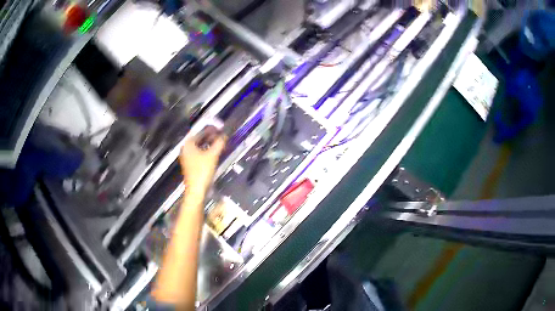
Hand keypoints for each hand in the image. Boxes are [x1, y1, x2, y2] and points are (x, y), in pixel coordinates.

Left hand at [179, 129, 225, 195]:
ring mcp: (187, 158)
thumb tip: (224, 135)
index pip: (200, 132)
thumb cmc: (202, 171)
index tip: (220, 128)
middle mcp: (186, 149)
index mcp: (188, 144)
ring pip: (200, 147)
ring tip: (220, 142)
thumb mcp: (212, 155)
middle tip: (221, 134)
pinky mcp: (191, 165)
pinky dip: (207, 151)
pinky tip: (214, 152)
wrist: (196, 191)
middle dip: (210, 136)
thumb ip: (219, 143)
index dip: (211, 129)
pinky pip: (199, 153)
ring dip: (209, 144)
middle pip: (199, 139)